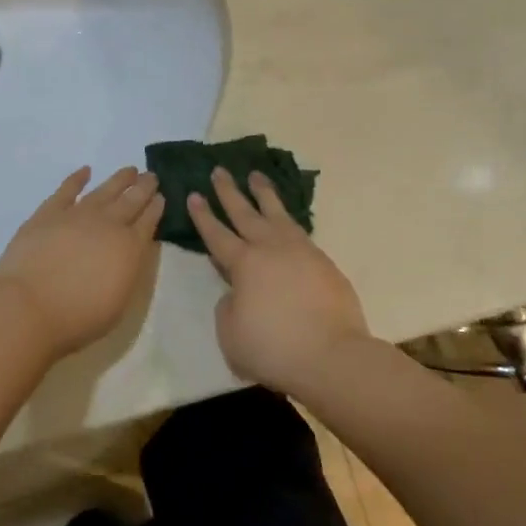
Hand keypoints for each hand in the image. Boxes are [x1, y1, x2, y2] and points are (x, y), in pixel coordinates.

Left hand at [0, 166, 162, 359]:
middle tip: (152, 176)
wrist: (30, 307)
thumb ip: (127, 271)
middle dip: (144, 187)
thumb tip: (128, 253)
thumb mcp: (119, 302)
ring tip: (130, 169)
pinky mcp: (48, 213)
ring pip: (104, 190)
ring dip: (119, 179)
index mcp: (130, 248)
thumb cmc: (78, 317)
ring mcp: (77, 215)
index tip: (161, 196)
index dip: (156, 207)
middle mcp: (108, 224)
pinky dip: (77, 178)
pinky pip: (66, 190)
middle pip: (131, 200)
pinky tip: (85, 171)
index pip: (149, 221)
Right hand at [188, 168, 372, 395]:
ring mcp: (301, 251)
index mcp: (243, 264)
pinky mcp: (323, 262)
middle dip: (229, 191)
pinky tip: (286, 217)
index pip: (216, 234)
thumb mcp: (231, 334)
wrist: (332, 355)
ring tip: (256, 175)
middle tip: (219, 170)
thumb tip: (237, 293)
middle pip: (245, 213)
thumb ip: (228, 307)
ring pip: (277, 213)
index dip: (203, 215)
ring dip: (264, 193)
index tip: (193, 194)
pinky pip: (299, 229)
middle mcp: (270, 248)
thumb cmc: (273, 348)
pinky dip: (288, 217)